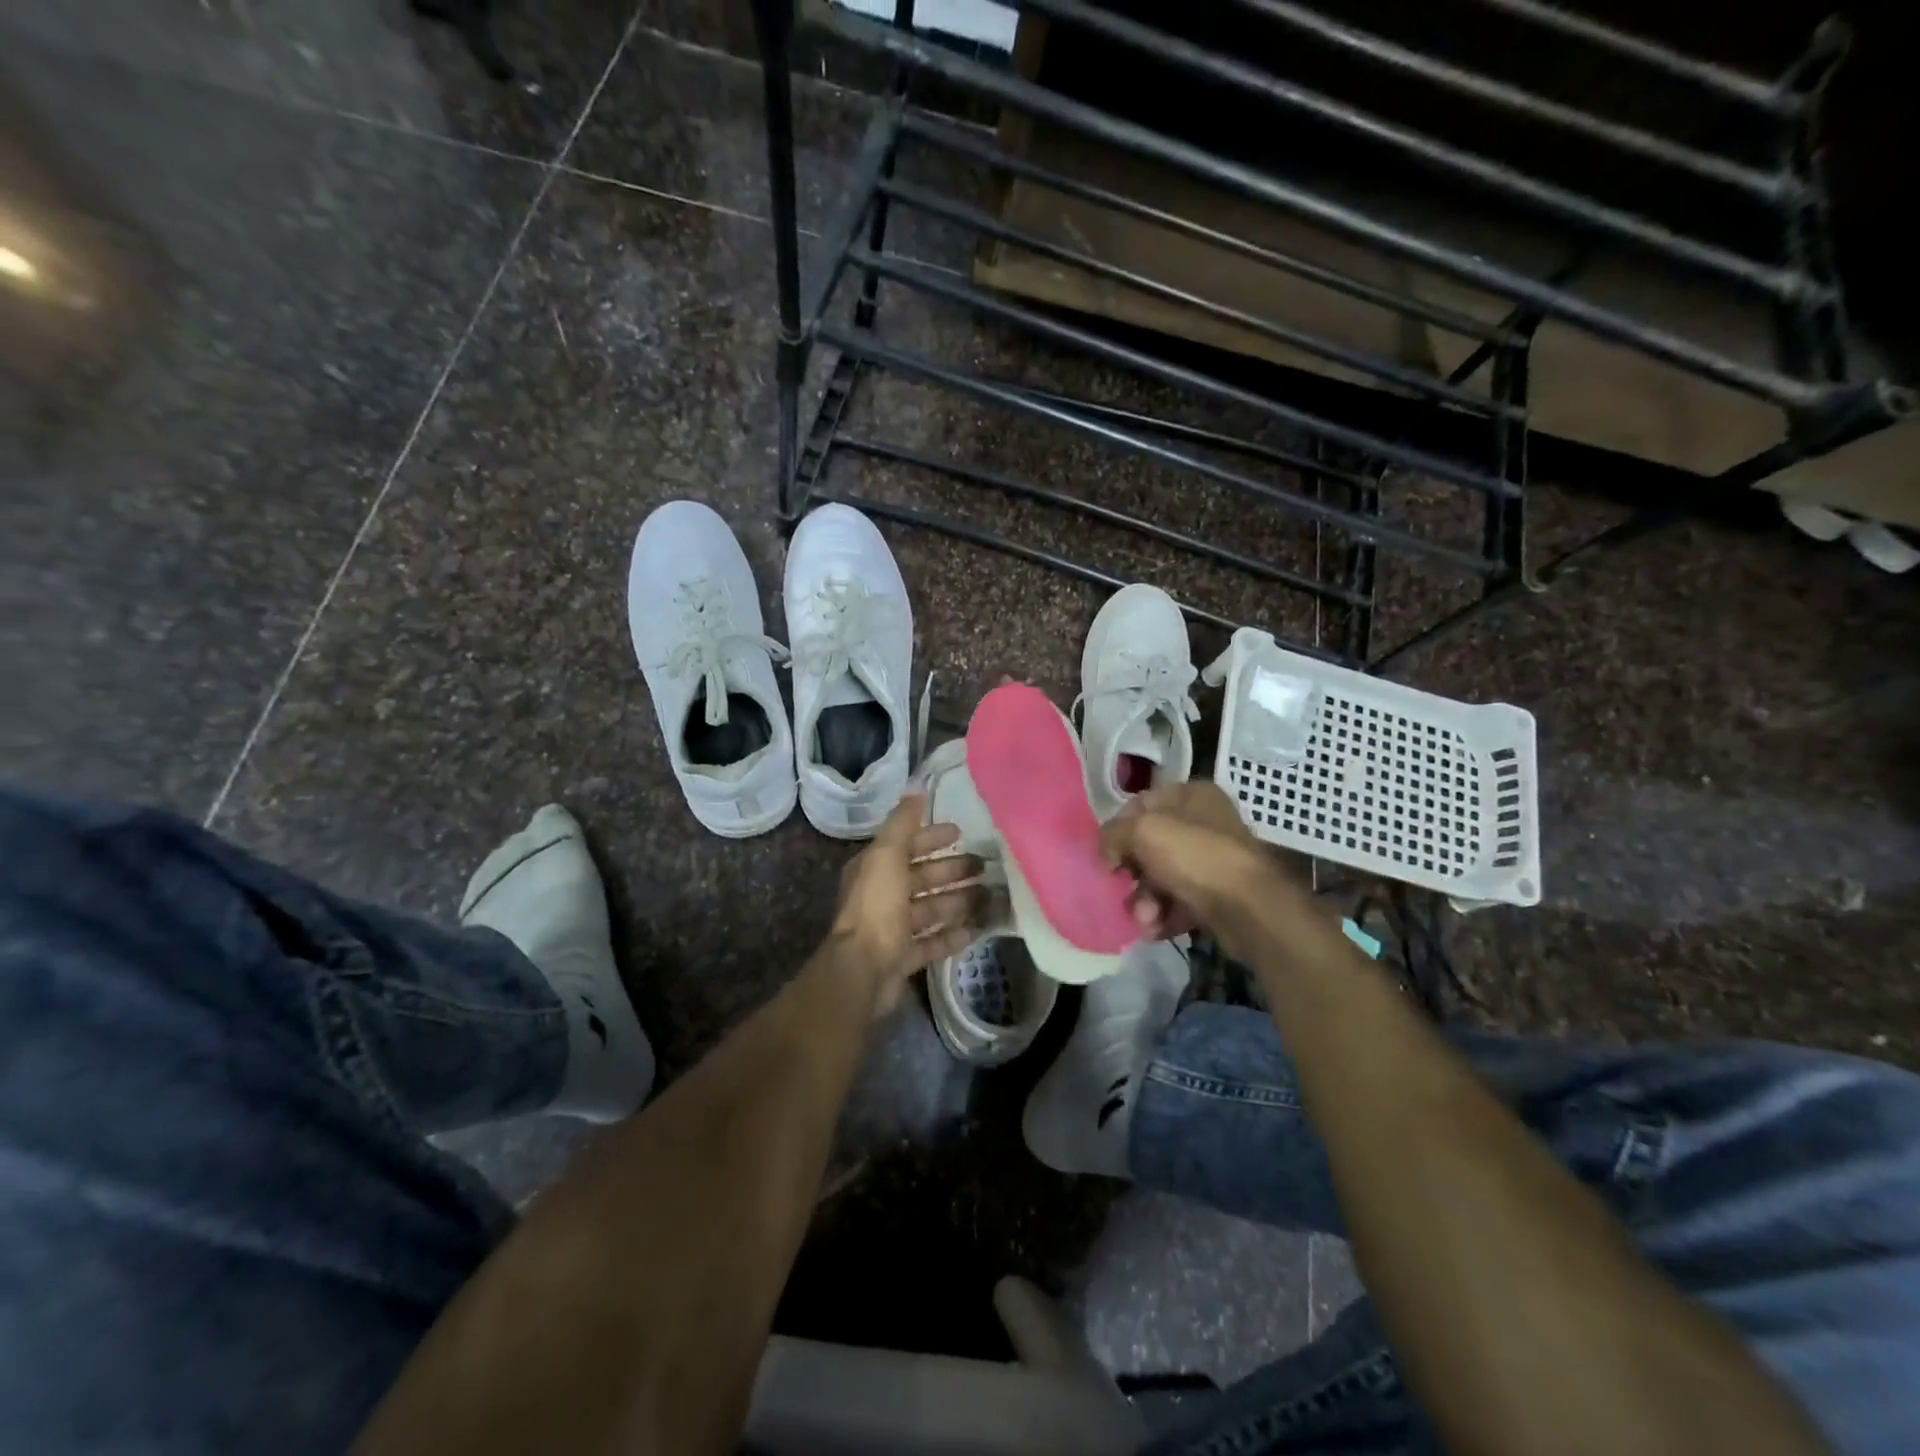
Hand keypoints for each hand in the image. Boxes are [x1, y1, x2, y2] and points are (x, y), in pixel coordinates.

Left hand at [830, 794, 984, 1011]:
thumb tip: (916, 790)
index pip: (906, 846)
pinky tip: (977, 929)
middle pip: (921, 878)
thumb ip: (902, 824)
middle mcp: (881, 896)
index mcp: (874, 869)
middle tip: (984, 866)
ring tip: (989, 895)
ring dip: (957, 901)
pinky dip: (953, 935)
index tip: (960, 832)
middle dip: (951, 870)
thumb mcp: (887, 855)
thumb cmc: (876, 907)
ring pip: (930, 910)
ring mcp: (892, 929)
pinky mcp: (903, 957)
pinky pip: (932, 942)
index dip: (931, 837)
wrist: (862, 969)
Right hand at [1101, 782, 1296, 953]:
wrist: (1249, 909)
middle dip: (1132, 874)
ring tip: (1146, 918)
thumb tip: (1106, 854)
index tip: (1107, 855)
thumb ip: (1113, 835)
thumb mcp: (1143, 831)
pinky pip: (1178, 901)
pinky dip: (1164, 916)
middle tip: (1124, 890)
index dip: (1119, 829)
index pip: (1140, 805)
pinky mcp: (1216, 895)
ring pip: (1161, 877)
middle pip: (1149, 846)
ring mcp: (1211, 860)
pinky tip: (1157, 929)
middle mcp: (1203, 823)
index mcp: (1191, 795)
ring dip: (1145, 901)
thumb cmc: (1195, 857)